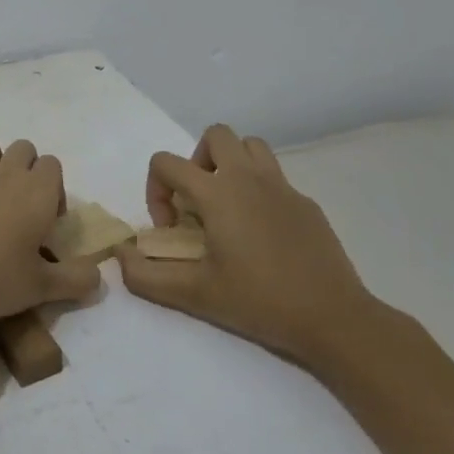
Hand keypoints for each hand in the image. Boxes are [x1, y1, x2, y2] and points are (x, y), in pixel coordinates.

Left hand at [0, 140, 99, 320]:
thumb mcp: (42, 288)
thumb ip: (75, 280)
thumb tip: (99, 277)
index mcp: (38, 192)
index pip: (53, 165)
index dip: (54, 187)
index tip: (47, 220)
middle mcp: (8, 173)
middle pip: (24, 148)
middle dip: (26, 167)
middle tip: (21, 204)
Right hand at [119, 124, 382, 369]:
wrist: (333, 319)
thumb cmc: (259, 302)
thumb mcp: (194, 295)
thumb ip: (146, 277)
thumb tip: (120, 256)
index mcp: (218, 193)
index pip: (167, 162)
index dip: (156, 191)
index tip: (172, 229)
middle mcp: (249, 178)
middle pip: (216, 135)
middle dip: (196, 161)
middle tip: (198, 202)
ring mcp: (283, 187)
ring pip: (251, 146)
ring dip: (230, 165)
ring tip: (227, 205)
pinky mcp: (306, 203)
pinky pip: (275, 178)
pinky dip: (259, 191)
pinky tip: (263, 234)